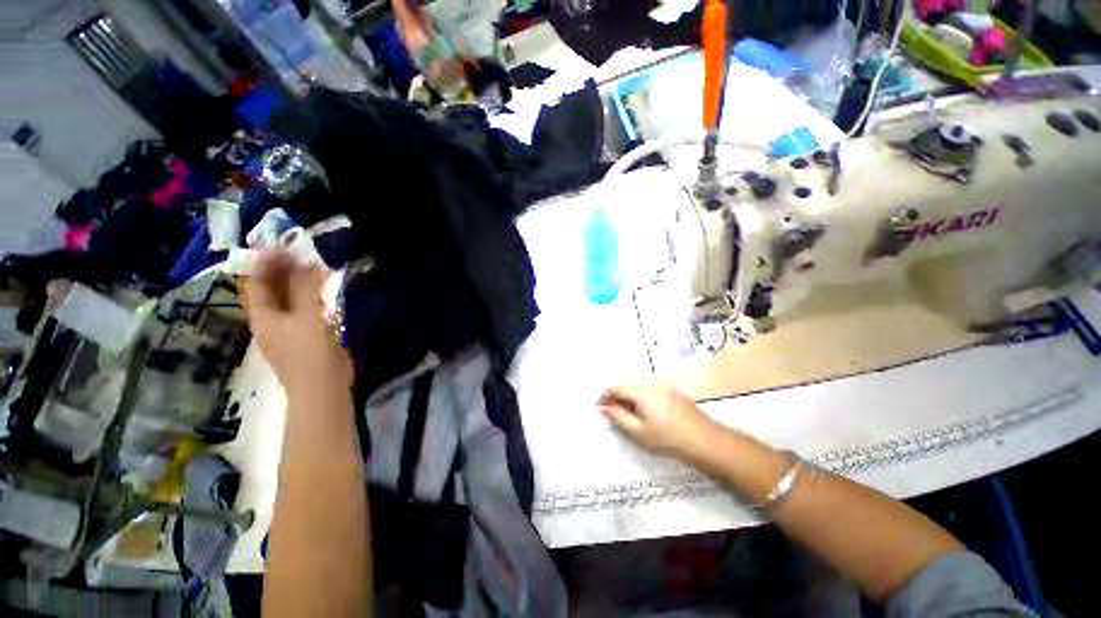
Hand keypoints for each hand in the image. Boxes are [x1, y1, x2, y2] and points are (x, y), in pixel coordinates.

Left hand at [241, 252, 350, 395]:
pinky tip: (323, 291)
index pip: (256, 283)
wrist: (323, 387)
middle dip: (282, 270)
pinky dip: (310, 297)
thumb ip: (305, 289)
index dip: (265, 263)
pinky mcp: (306, 336)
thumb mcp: (307, 318)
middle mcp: (271, 321)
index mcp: (263, 317)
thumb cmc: (310, 353)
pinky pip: (304, 310)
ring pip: (289, 300)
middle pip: (271, 290)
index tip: (280, 245)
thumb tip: (304, 261)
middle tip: (299, 252)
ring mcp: (289, 329)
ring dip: (298, 283)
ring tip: (312, 267)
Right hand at [598, 382, 716, 458]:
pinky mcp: (674, 393)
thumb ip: (618, 417)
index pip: (616, 387)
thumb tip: (604, 407)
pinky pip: (651, 391)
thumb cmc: (668, 438)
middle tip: (614, 414)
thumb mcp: (639, 432)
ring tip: (630, 416)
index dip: (605, 397)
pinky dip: (643, 399)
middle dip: (617, 397)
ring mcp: (665, 387)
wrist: (706, 441)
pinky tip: (649, 415)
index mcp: (641, 391)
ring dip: (630, 398)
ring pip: (640, 388)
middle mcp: (651, 384)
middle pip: (628, 386)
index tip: (601, 409)